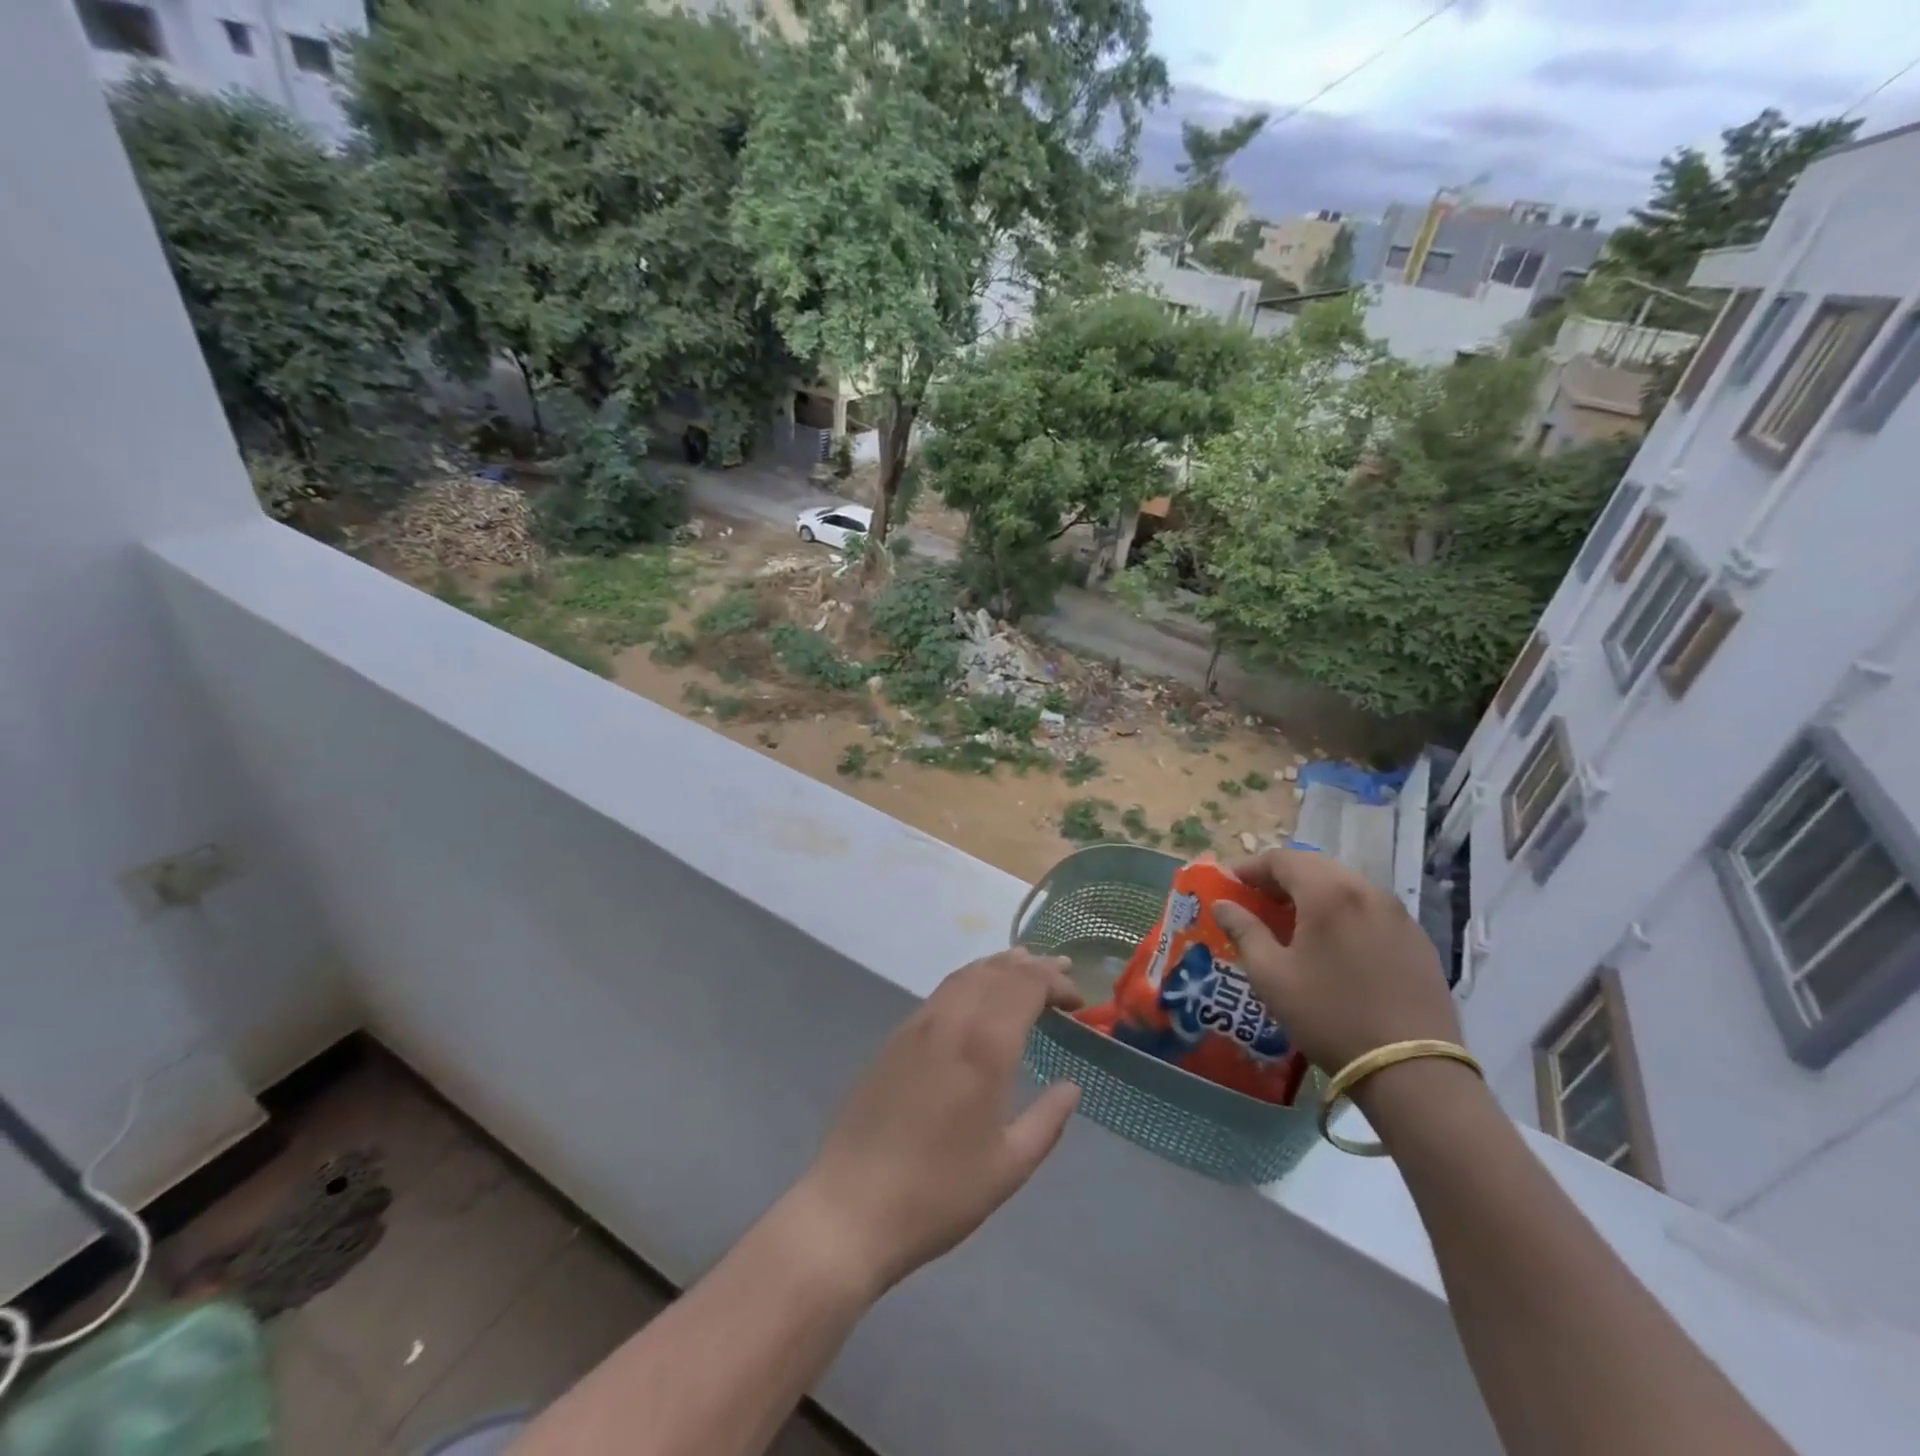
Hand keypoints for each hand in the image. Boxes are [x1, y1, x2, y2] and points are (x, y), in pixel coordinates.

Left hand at [786, 949, 1082, 1296]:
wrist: (852, 1206)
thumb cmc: (939, 1193)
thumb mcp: (1009, 1166)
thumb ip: (1048, 1120)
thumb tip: (1071, 1087)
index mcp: (984, 1046)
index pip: (1026, 986)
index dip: (1055, 983)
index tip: (1077, 999)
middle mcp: (951, 1020)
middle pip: (996, 971)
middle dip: (1032, 966)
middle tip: (1062, 972)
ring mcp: (918, 1024)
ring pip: (966, 974)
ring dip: (999, 966)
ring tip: (1025, 967)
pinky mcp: (896, 1037)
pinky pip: (943, 990)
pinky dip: (971, 979)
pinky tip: (978, 995)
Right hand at [1212, 846, 1460, 1075]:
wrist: (1412, 1071)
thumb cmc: (1329, 1016)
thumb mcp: (1272, 976)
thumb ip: (1244, 931)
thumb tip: (1223, 905)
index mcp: (1328, 893)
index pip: (1283, 859)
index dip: (1252, 867)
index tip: (1230, 883)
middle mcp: (1367, 892)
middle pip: (1316, 866)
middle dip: (1282, 877)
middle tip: (1257, 900)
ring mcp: (1399, 915)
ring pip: (1346, 886)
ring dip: (1314, 893)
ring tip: (1292, 921)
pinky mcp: (1418, 941)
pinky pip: (1371, 910)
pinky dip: (1343, 912)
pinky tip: (1333, 943)